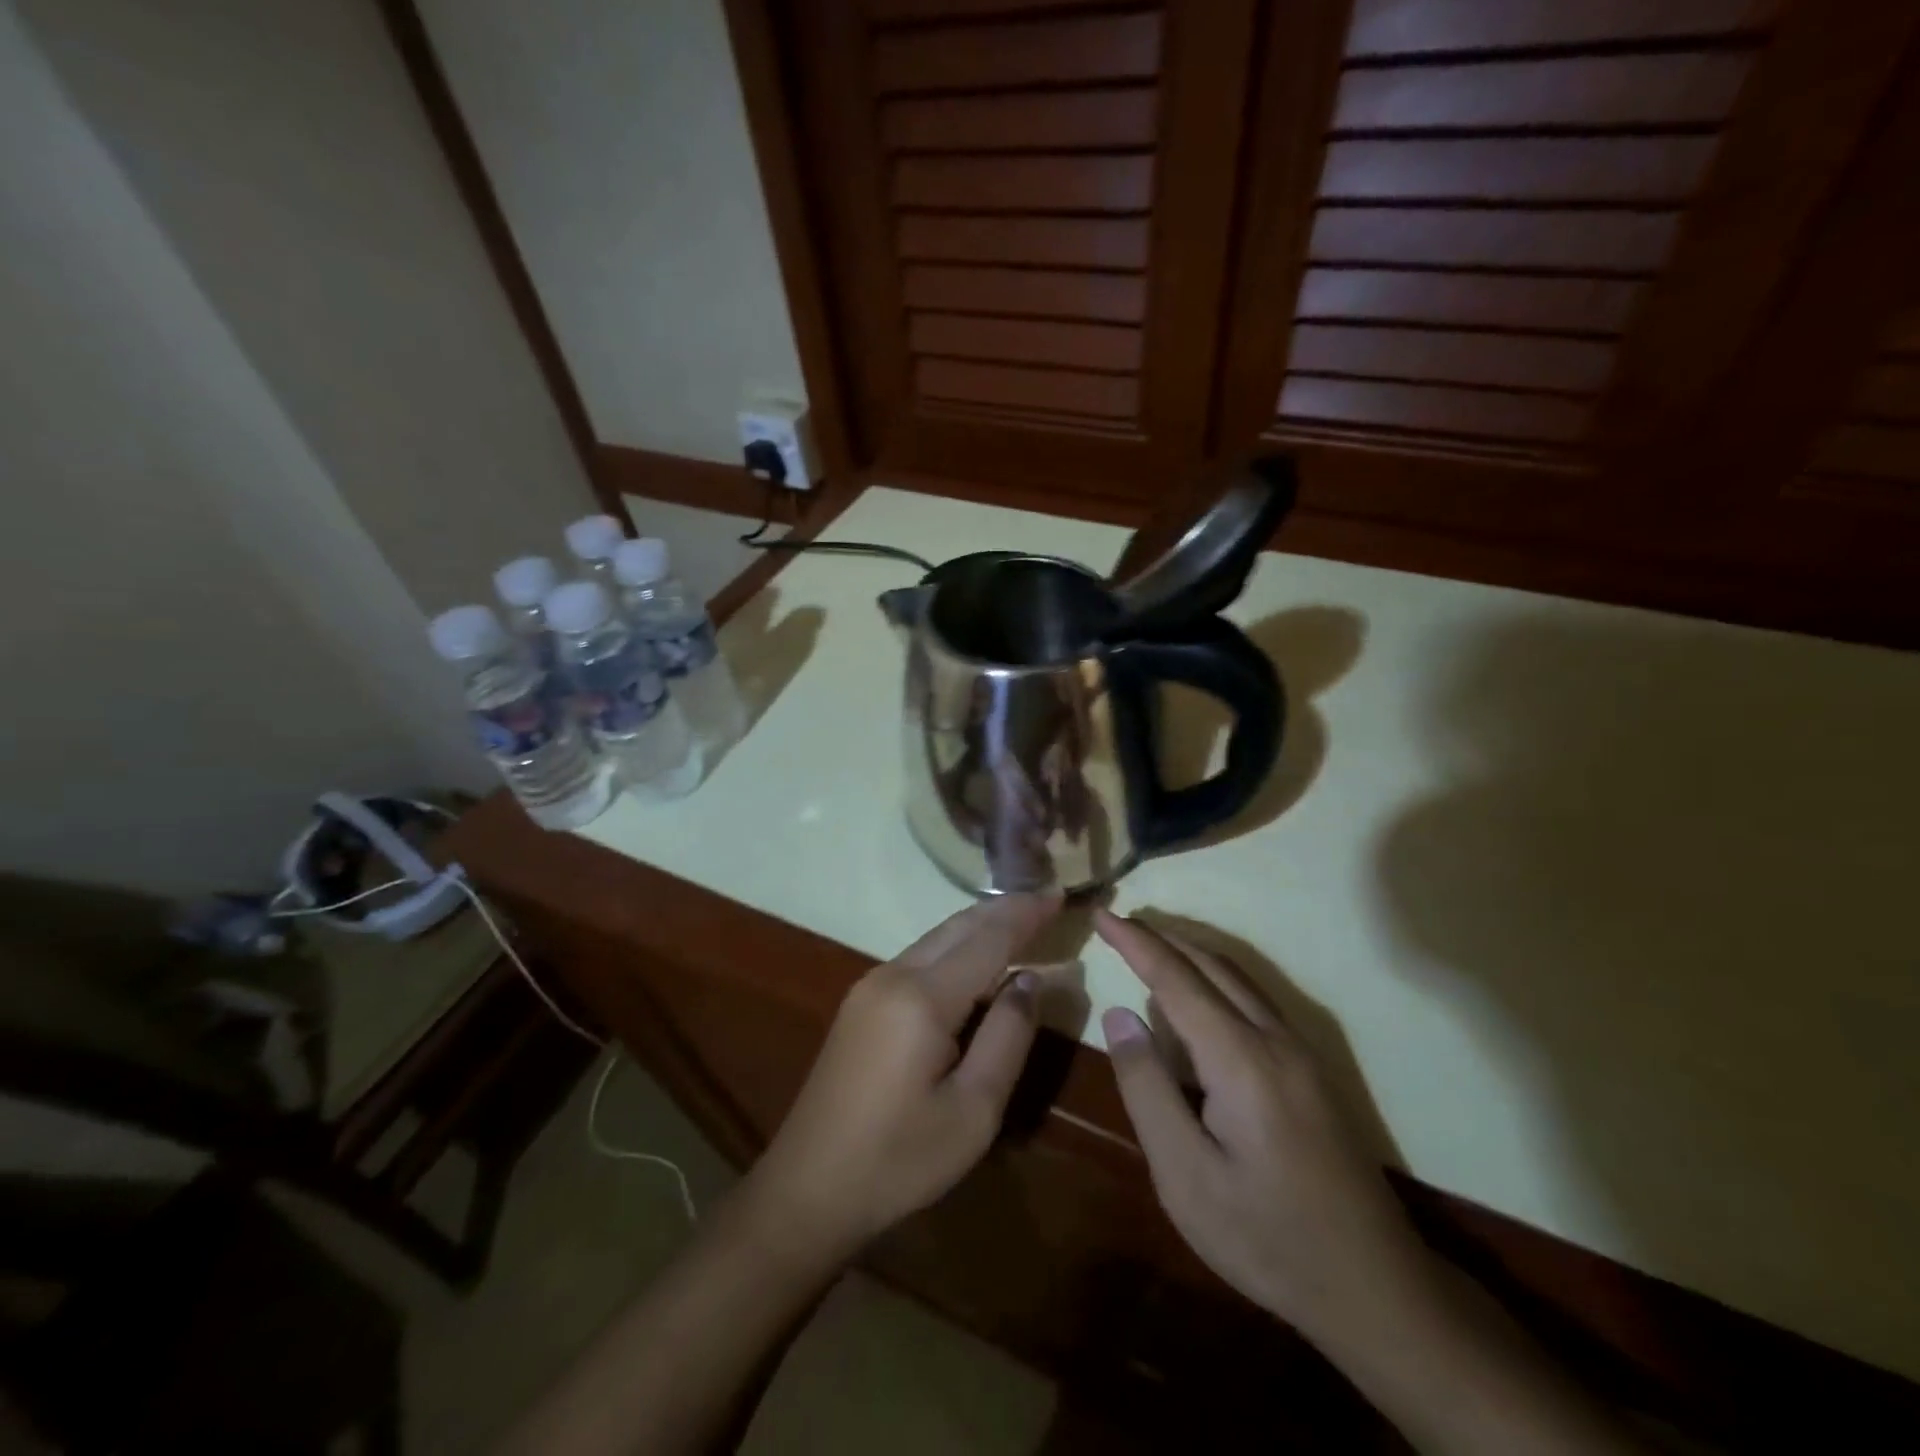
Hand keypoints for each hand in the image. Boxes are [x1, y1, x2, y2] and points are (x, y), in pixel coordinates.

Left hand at [739, 894, 1060, 1260]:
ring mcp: (870, 985)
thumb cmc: (899, 1159)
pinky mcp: (861, 1002)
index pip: (987, 939)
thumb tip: (1029, 980)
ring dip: (979, 926)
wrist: (808, 1188)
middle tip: (1046, 900)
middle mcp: (893, 975)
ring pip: (936, 938)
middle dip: (1004, 910)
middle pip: (958, 927)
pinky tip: (975, 957)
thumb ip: (1007, 1036)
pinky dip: (956, 947)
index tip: (1059, 894)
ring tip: (1020, 920)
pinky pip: (919, 957)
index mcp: (922, 998)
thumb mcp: (973, 1110)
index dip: (1025, 915)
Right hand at [1096, 910, 1425, 1339]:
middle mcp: (1275, 1039)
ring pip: (1237, 978)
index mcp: (1241, 1058)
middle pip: (1211, 965)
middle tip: (1116, 925)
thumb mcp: (1185, 1176)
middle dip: (1160, 938)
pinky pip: (1253, 1000)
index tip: (1101, 913)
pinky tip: (1198, 997)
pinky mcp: (1312, 1071)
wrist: (1378, 1290)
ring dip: (1189, 954)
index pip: (1176, 978)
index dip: (1134, 942)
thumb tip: (1119, 1015)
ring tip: (1147, 948)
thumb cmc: (1268, 1238)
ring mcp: (1301, 1052)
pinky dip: (1214, 978)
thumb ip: (1147, 1089)